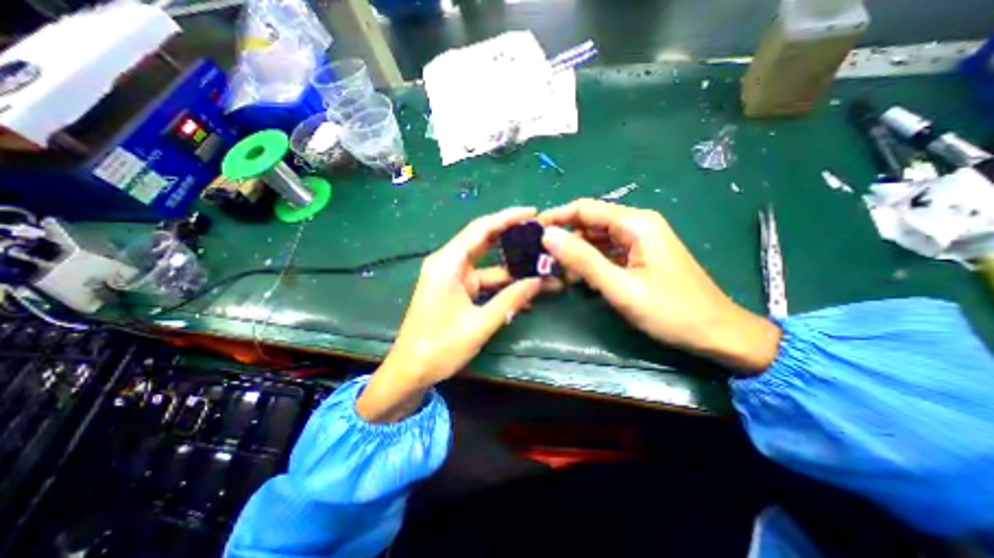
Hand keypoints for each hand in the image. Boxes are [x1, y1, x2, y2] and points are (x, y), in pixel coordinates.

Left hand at [357, 208, 542, 420]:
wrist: (411, 371)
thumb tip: (539, 282)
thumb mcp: (479, 324)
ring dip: (512, 268)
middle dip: (513, 238)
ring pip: (488, 265)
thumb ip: (510, 300)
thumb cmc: (440, 347)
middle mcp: (449, 264)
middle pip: (485, 241)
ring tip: (541, 266)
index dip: (508, 218)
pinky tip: (524, 292)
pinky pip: (484, 281)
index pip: (481, 229)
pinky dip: (502, 285)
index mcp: (447, 264)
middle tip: (541, 235)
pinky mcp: (457, 290)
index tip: (533, 213)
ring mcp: (453, 277)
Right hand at [541, 198, 780, 371]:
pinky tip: (578, 277)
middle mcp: (637, 225)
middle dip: (565, 237)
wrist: (717, 333)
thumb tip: (548, 236)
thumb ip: (582, 259)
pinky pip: (608, 252)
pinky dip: (591, 262)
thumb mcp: (620, 286)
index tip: (532, 230)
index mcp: (635, 223)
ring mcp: (640, 241)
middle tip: (540, 257)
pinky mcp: (640, 257)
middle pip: (590, 223)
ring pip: (597, 239)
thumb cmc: (670, 310)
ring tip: (554, 270)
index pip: (585, 209)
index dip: (557, 217)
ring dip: (576, 252)